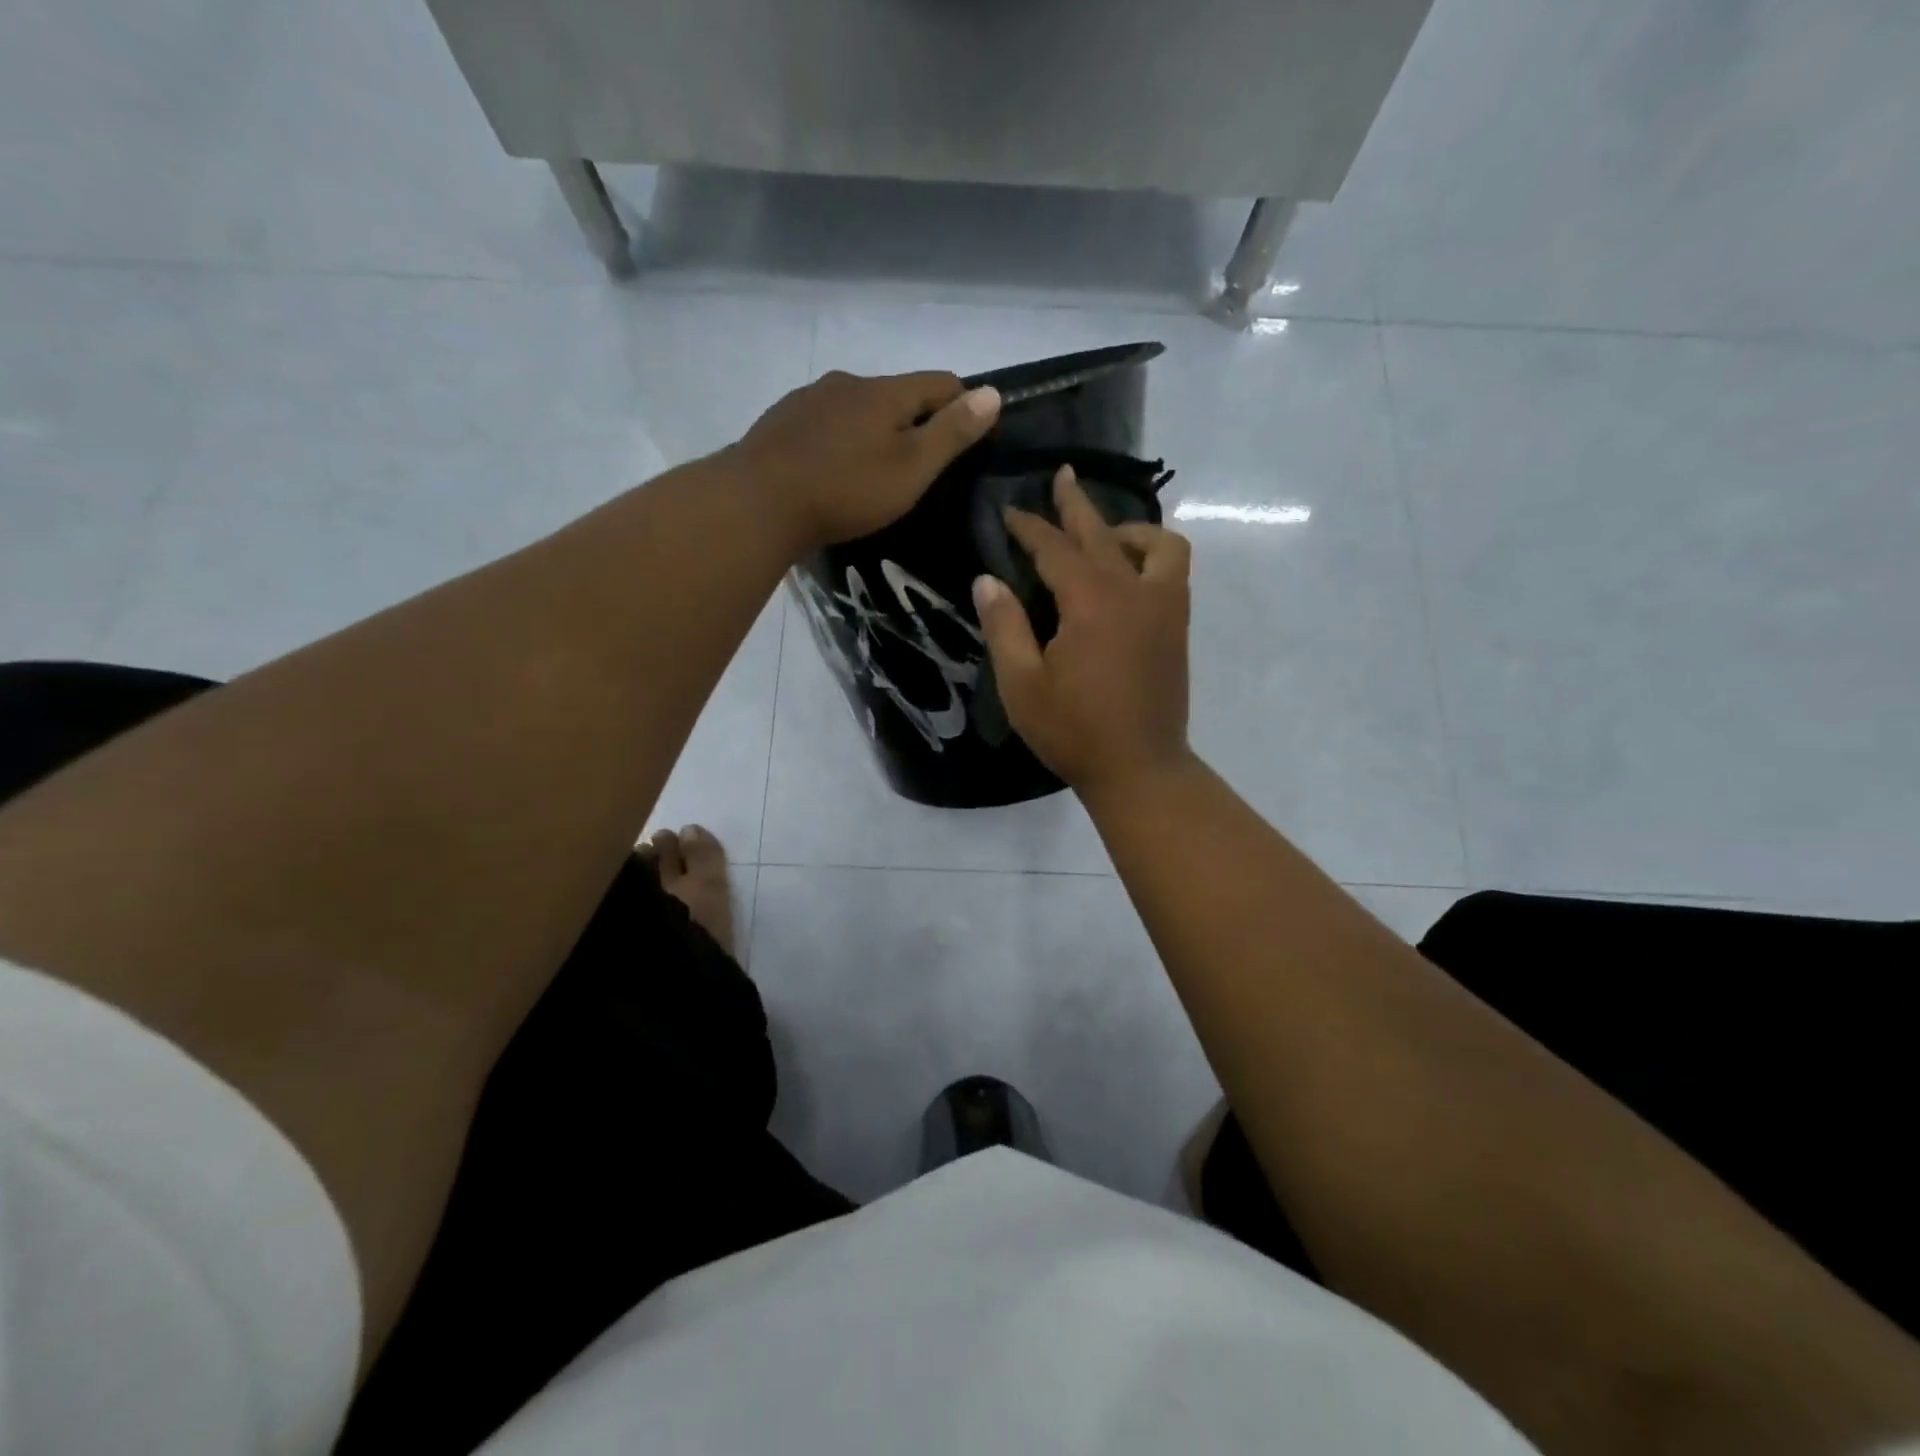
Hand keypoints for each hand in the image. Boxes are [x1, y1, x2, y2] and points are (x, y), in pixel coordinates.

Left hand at [727, 370, 1001, 549]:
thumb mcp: (911, 468)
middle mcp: (847, 383)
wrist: (757, 503)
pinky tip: (832, 471)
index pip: (941, 382)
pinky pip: (824, 424)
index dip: (964, 405)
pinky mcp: (780, 422)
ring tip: (873, 472)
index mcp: (885, 391)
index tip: (972, 438)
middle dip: (916, 421)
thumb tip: (993, 393)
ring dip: (874, 430)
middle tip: (922, 466)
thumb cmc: (846, 489)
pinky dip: (839, 441)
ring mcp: (808, 399)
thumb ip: (952, 433)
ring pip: (857, 408)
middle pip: (897, 394)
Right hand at [973, 466, 1194, 799]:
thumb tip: (988, 580)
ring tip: (1105, 536)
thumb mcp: (1022, 684)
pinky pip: (1173, 571)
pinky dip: (1152, 557)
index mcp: (1091, 603)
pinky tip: (1129, 576)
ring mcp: (1163, 608)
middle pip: (1104, 533)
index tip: (1009, 512)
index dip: (1030, 527)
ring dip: (1129, 530)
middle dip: (1077, 504)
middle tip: (1062, 477)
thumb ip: (1005, 627)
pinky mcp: (1176, 628)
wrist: (1140, 768)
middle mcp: (1133, 592)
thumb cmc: (1073, 730)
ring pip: (1159, 544)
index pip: (1055, 549)